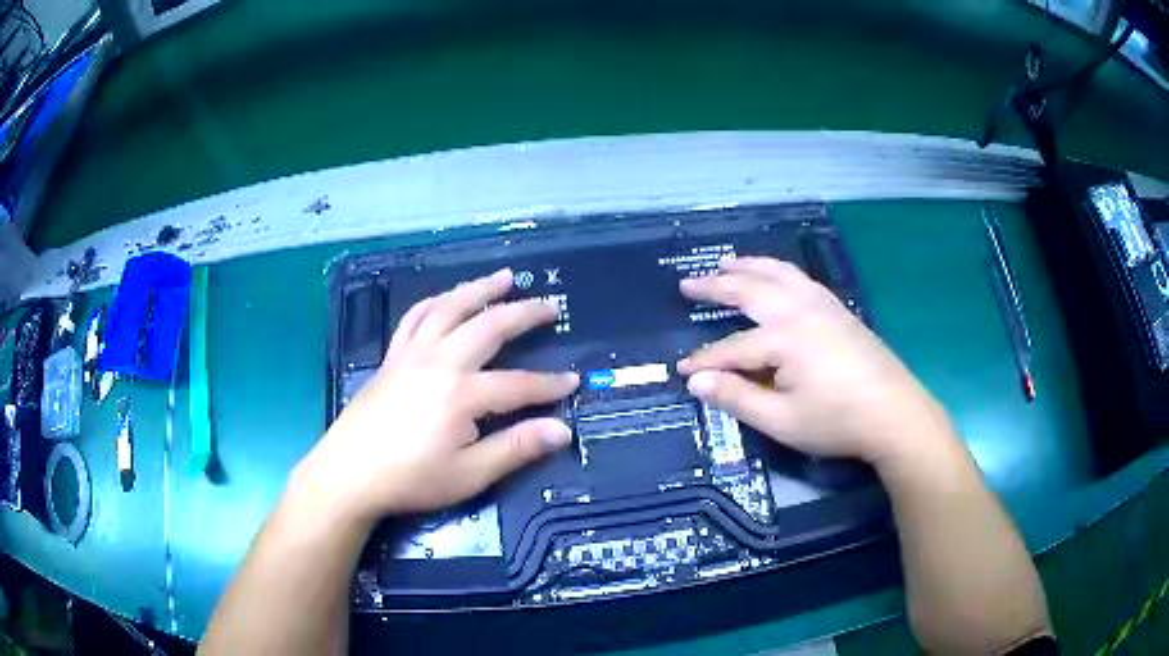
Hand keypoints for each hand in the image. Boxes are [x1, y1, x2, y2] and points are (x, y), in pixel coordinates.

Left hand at [293, 269, 577, 523]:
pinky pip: (414, 318)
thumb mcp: (469, 474)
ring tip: (504, 277)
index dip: (549, 385)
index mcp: (462, 394)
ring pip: (450, 308)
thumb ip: (516, 448)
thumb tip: (562, 429)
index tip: (573, 382)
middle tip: (549, 305)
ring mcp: (412, 354)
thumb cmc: (410, 478)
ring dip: (480, 290)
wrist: (349, 473)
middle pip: (488, 327)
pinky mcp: (392, 357)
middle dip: (523, 314)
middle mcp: (440, 362)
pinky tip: (445, 299)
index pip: (519, 384)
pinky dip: (434, 302)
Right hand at [677, 257, 950, 464]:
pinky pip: (800, 279)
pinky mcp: (839, 310)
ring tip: (726, 262)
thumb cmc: (837, 421)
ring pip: (778, 274)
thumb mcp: (781, 420)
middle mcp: (799, 310)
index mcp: (783, 338)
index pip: (732, 348)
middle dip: (716, 286)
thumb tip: (697, 382)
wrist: (895, 414)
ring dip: (749, 266)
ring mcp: (822, 305)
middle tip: (688, 283)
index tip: (681, 371)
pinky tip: (776, 277)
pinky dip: (778, 271)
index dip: (705, 361)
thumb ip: (736, 398)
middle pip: (750, 290)